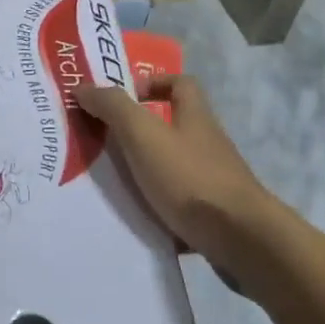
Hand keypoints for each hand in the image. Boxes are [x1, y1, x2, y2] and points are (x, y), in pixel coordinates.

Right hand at [74, 75, 284, 290]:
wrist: (241, 241)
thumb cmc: (190, 178)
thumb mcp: (143, 135)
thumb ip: (113, 108)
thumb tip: (83, 87)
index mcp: (195, 117)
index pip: (180, 83)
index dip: (153, 82)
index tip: (123, 99)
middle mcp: (208, 144)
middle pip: (174, 126)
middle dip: (139, 131)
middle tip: (103, 142)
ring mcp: (214, 181)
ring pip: (173, 166)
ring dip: (145, 171)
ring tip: (110, 183)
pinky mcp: (214, 215)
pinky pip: (179, 203)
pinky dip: (157, 207)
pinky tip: (134, 219)